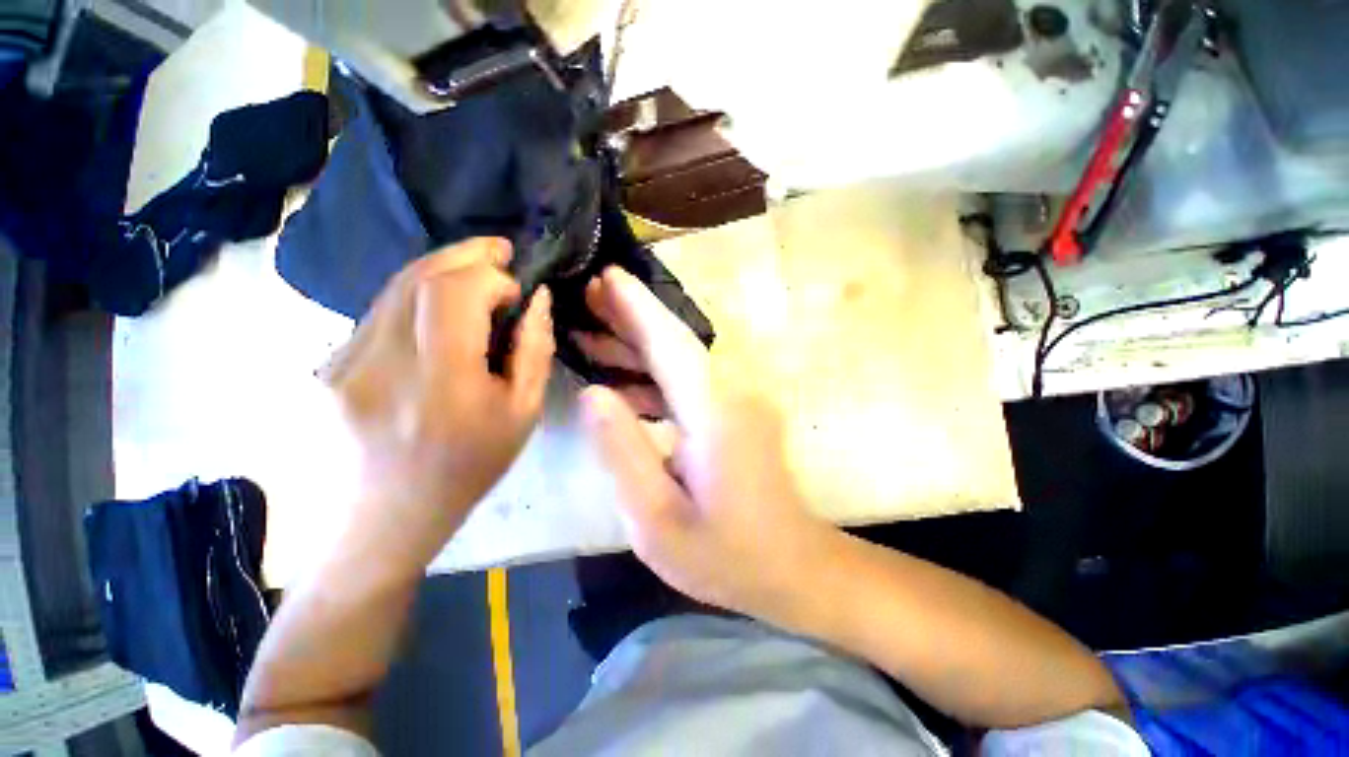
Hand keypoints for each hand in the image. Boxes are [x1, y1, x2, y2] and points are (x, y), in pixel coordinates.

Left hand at [323, 238, 554, 562]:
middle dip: (465, 255)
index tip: (515, 290)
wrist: (387, 517)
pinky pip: (380, 311)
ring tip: (476, 269)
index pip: (453, 295)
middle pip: (418, 277)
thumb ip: (535, 351)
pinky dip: (417, 295)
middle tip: (499, 250)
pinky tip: (440, 308)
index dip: (489, 277)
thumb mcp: (523, 414)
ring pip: (394, 286)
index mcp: (440, 385)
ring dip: (440, 269)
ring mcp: (343, 362)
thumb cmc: (469, 467)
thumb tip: (537, 300)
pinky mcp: (329, 364)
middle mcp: (381, 364)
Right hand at [577, 267, 834, 619]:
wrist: (793, 568)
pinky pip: (688, 385)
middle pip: (676, 344)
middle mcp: (729, 394)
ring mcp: (736, 403)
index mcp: (712, 413)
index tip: (609, 275)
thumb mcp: (657, 518)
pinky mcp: (735, 416)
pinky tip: (621, 384)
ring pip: (680, 362)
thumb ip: (623, 451)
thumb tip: (592, 394)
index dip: (638, 307)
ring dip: (638, 347)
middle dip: (632, 316)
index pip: (671, 344)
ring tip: (592, 332)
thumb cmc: (725, 555)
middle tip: (590, 294)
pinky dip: (653, 378)